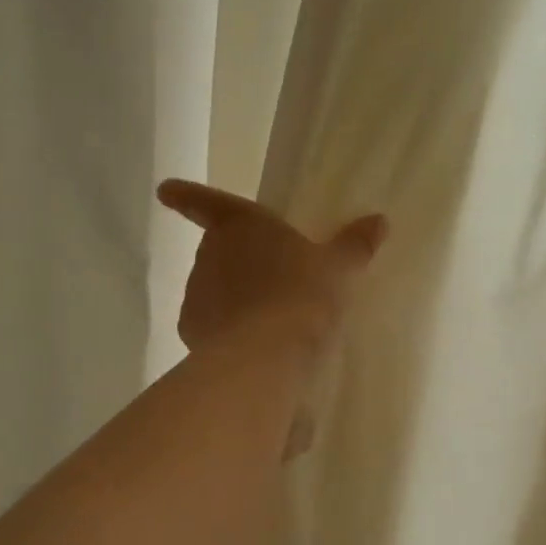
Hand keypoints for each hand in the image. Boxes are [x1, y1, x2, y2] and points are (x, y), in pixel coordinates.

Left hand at [156, 179, 387, 355]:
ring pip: (214, 288)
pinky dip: (228, 329)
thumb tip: (379, 220)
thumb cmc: (305, 294)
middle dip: (238, 260)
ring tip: (271, 317)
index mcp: (241, 225)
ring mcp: (196, 293)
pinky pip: (212, 323)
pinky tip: (255, 344)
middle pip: (218, 250)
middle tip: (274, 277)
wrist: (270, 354)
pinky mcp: (192, 331)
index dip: (188, 195)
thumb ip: (355, 244)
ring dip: (235, 296)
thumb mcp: (339, 268)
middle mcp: (210, 254)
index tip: (165, 190)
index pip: (208, 203)